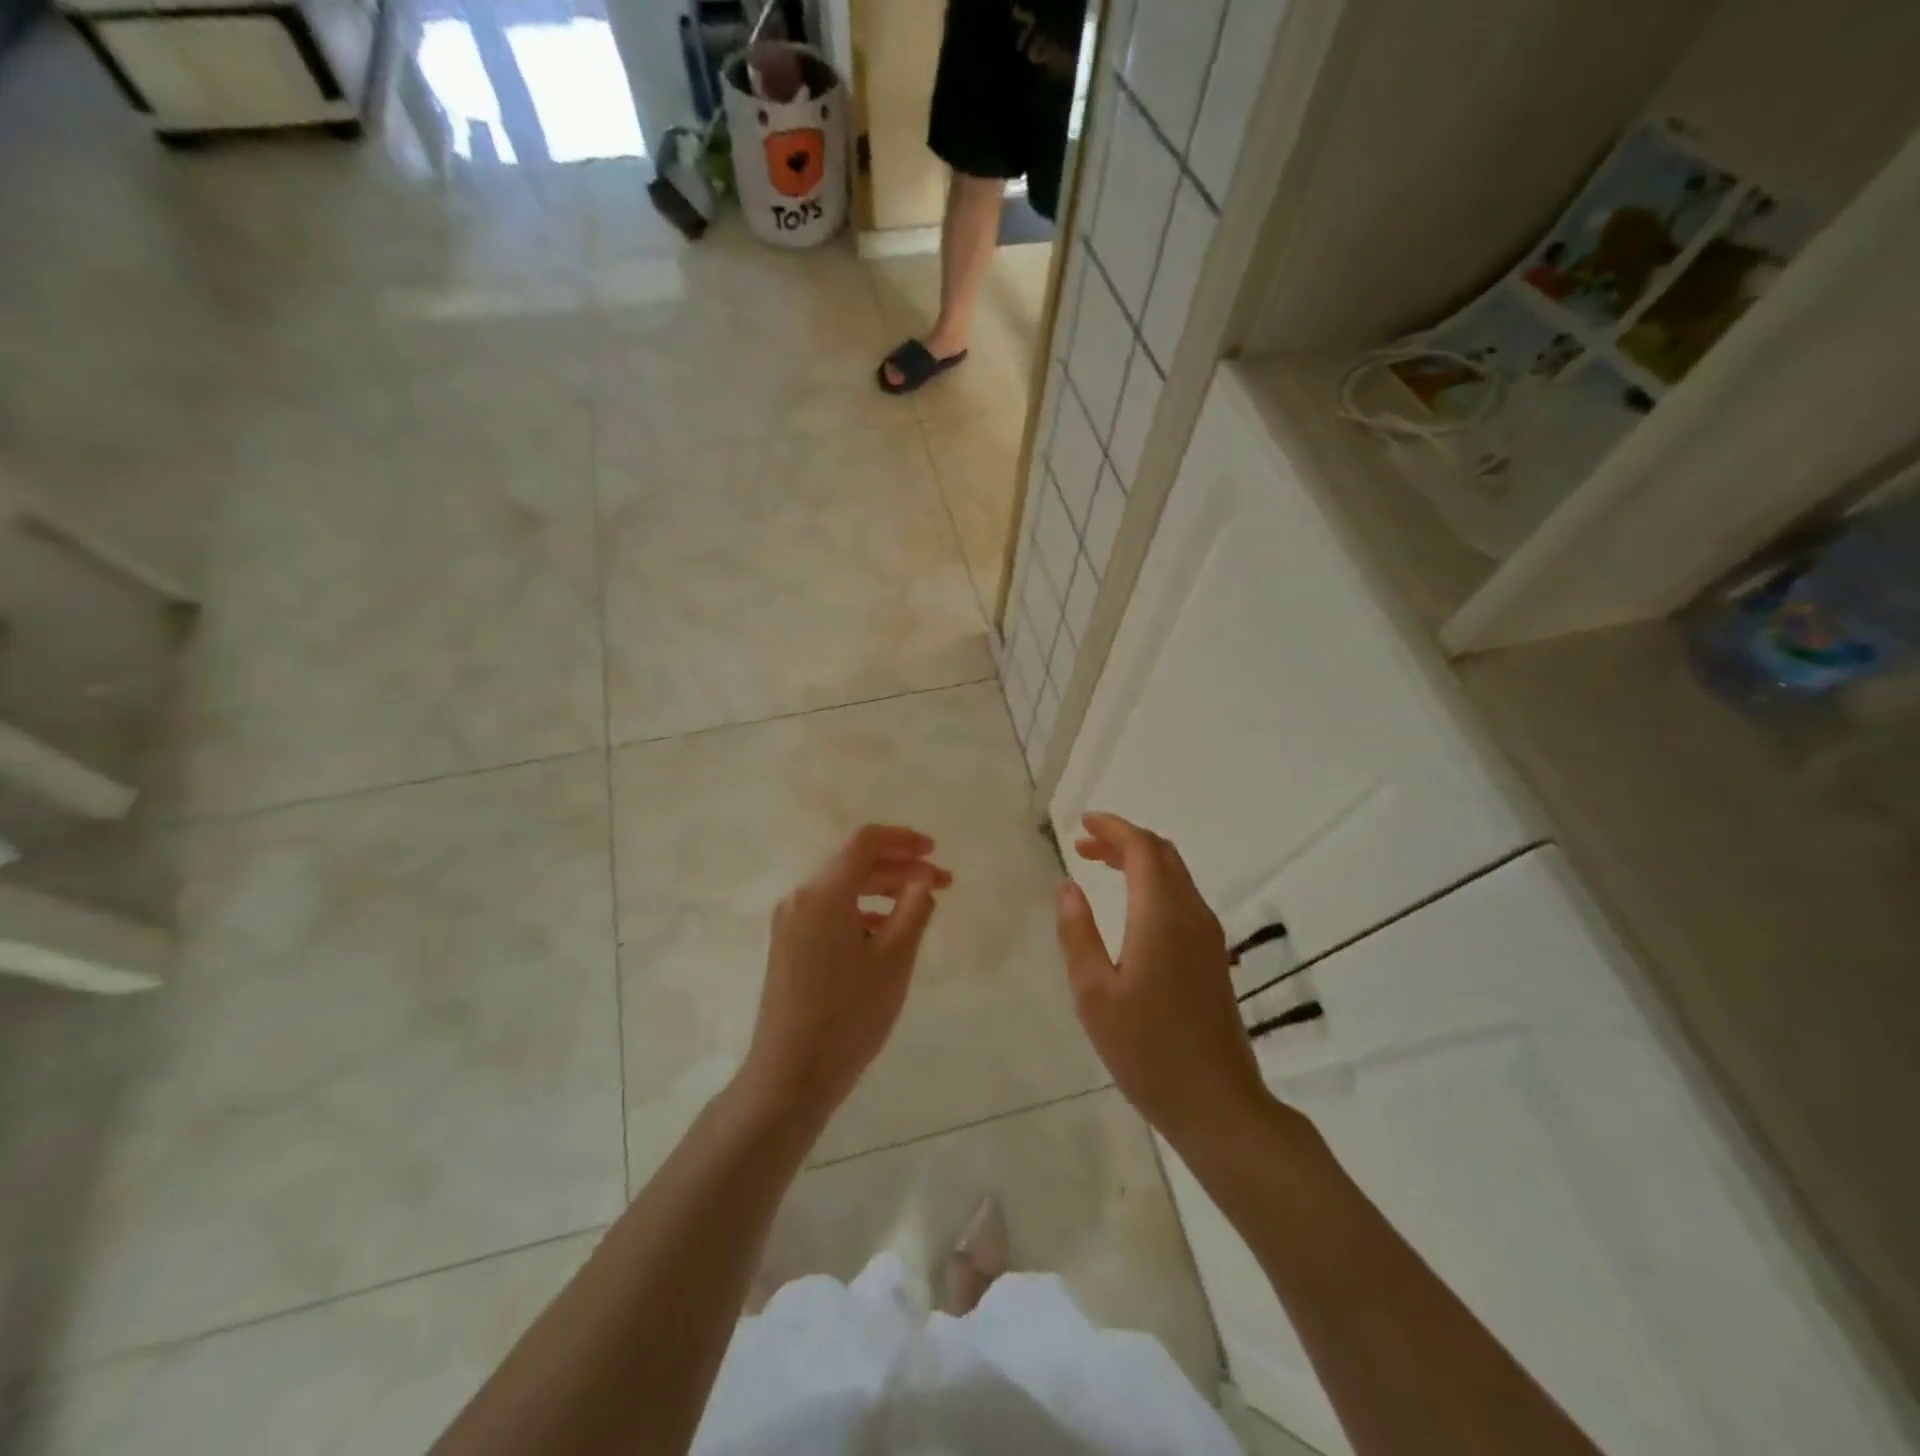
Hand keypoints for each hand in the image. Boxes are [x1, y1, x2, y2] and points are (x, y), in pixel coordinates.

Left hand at [741, 824, 948, 1125]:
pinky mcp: (788, 945)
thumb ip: (913, 908)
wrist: (789, 1075)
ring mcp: (790, 922)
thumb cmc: (849, 1014)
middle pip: (855, 864)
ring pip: (843, 888)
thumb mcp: (894, 959)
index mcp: (824, 892)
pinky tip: (886, 932)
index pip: (866, 842)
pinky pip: (830, 911)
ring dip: (883, 890)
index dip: (904, 840)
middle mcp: (801, 897)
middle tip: (943, 884)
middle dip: (901, 868)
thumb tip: (922, 878)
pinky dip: (861, 910)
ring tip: (919, 907)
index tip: (936, 852)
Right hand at [1055, 812, 1266, 1147]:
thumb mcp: (1094, 994)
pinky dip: (1153, 883)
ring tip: (1099, 866)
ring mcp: (1208, 936)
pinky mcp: (1213, 956)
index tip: (1082, 824)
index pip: (1142, 849)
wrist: (1217, 1103)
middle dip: (1123, 840)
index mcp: (1161, 916)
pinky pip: (1182, 898)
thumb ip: (1078, 933)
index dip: (1113, 828)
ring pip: (1175, 875)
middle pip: (1162, 854)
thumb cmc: (1147, 1050)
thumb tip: (1068, 887)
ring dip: (1139, 860)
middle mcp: (1191, 915)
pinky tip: (1130, 906)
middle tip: (1083, 845)